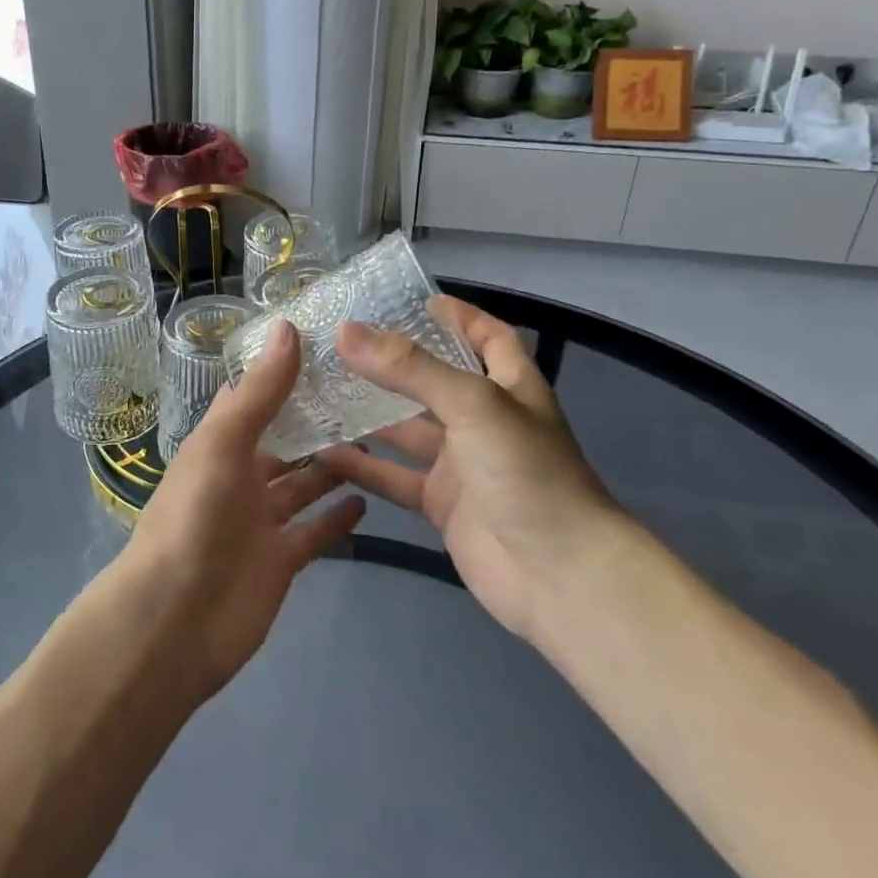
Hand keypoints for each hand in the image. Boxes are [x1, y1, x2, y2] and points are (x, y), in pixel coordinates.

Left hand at [120, 319, 364, 699]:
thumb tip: (289, 326)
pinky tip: (368, 498)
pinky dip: (336, 518)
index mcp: (219, 445)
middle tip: (368, 397)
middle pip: (283, 442)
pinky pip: (314, 532)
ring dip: (331, 467)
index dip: (282, 373)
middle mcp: (239, 478)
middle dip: (315, 422)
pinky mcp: (280, 561)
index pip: (252, 398)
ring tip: (376, 441)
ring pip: (302, 485)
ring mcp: (260, 522)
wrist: (175, 620)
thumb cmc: (194, 518)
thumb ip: (260, 392)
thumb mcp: (223, 444)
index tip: (327, 347)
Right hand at [314, 296, 624, 642]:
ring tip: (318, 389)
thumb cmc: (527, 473)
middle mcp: (484, 421)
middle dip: (392, 363)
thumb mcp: (472, 405)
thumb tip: (346, 330)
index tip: (413, 300)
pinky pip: (395, 477)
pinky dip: (363, 466)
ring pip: (407, 430)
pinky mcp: (442, 505)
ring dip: (368, 413)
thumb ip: (410, 368)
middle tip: (338, 343)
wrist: (559, 577)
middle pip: (434, 381)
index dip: (458, 316)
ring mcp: (462, 465)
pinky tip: (324, 451)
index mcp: (509, 387)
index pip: (488, 337)